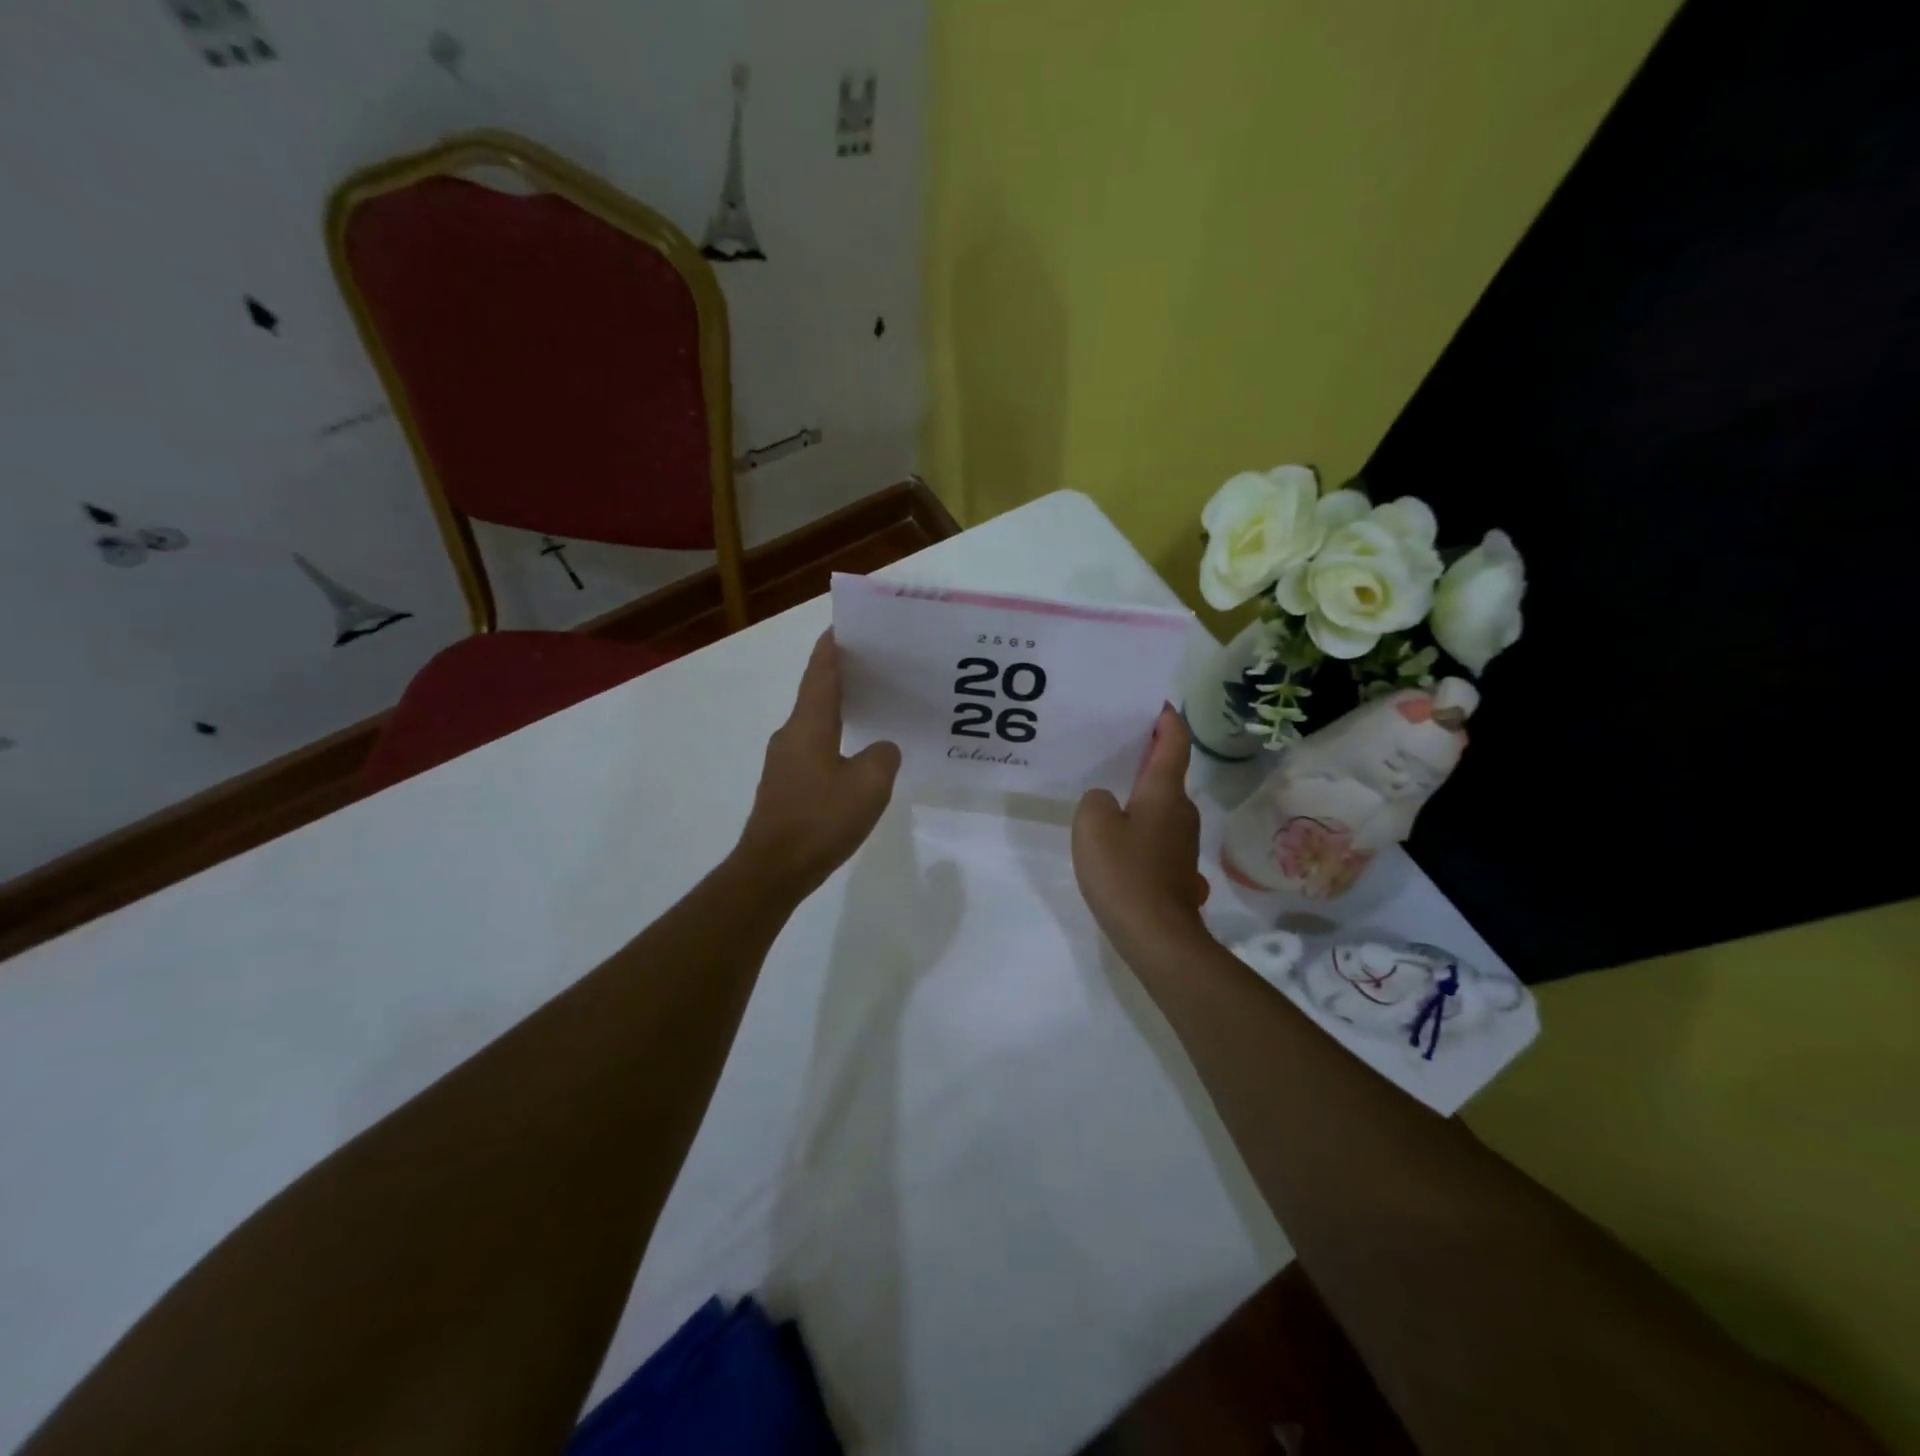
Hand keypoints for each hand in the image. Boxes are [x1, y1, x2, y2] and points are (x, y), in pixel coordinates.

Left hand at [736, 631, 900, 897]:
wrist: (773, 870)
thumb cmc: (820, 820)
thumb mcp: (869, 784)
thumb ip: (884, 756)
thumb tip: (882, 749)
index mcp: (808, 724)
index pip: (821, 671)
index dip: (833, 644)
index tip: (848, 623)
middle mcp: (792, 735)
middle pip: (819, 692)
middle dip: (846, 674)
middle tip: (880, 663)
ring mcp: (786, 762)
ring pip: (818, 722)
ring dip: (843, 708)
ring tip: (877, 704)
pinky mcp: (788, 786)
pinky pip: (817, 749)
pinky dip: (838, 738)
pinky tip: (861, 754)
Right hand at [1071, 706, 1210, 965]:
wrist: (1157, 936)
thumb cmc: (1124, 872)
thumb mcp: (1092, 826)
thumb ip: (1094, 801)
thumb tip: (1107, 803)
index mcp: (1164, 793)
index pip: (1174, 742)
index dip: (1167, 719)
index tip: (1157, 703)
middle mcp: (1181, 812)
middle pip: (1167, 775)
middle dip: (1147, 759)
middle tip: (1116, 748)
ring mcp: (1183, 844)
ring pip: (1162, 808)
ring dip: (1142, 797)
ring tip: (1110, 795)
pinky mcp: (1178, 871)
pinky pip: (1158, 838)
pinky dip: (1142, 831)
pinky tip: (1120, 847)